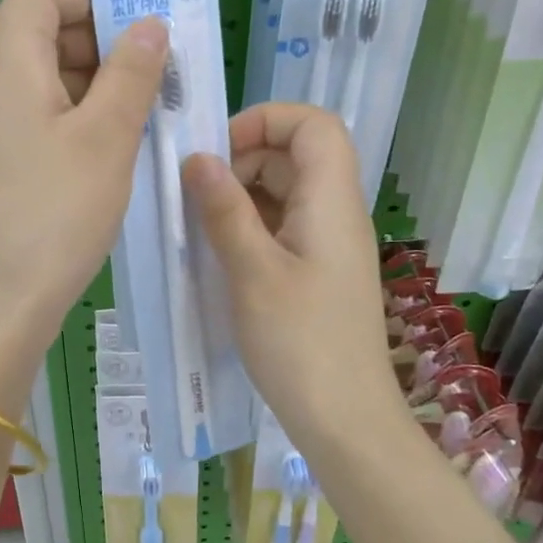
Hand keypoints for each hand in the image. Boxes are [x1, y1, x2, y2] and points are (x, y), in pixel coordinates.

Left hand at [0, 0, 168, 392]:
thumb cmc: (52, 213)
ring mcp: (3, 135)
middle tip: (162, 64)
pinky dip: (91, 121)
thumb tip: (148, 24)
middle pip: (47, 38)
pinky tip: (129, 146)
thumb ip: (130, 74)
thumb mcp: (105, 138)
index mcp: (11, 69)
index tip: (138, 13)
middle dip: (106, 41)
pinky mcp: (13, 170)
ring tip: (158, 106)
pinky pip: (54, 124)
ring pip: (56, 85)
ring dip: (105, 85)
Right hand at [183, 104, 399, 441]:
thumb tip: (197, 157)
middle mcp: (335, 212)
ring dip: (241, 196)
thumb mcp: (252, 272)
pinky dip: (249, 226)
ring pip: (285, 191)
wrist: (345, 421)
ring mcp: (328, 243)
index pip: (314, 124)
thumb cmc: (300, 344)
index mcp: (331, 201)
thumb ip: (224, 210)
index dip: (266, 121)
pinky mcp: (317, 271)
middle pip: (295, 155)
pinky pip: (283, 226)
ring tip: (200, 226)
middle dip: (242, 160)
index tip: (218, 151)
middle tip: (197, 196)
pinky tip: (219, 253)